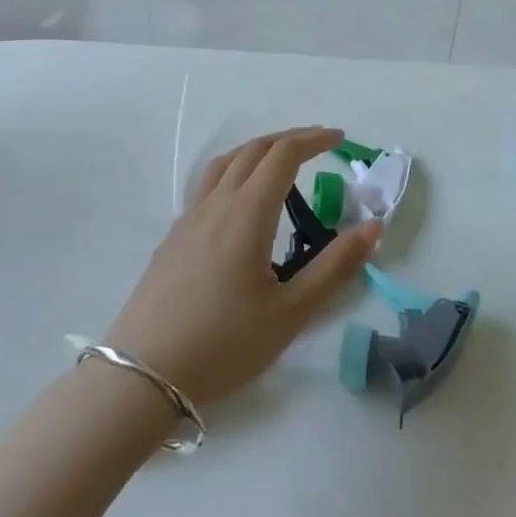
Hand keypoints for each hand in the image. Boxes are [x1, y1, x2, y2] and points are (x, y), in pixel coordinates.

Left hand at [105, 126, 379, 407]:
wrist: (142, 377)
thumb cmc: (224, 345)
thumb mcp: (291, 312)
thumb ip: (335, 266)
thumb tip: (373, 226)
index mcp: (247, 213)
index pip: (283, 155)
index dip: (313, 139)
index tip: (339, 138)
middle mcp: (216, 205)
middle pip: (253, 150)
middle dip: (289, 139)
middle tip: (319, 144)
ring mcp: (188, 220)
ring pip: (225, 164)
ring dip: (258, 151)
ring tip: (280, 163)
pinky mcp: (172, 239)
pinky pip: (207, 185)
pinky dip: (235, 172)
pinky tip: (241, 204)